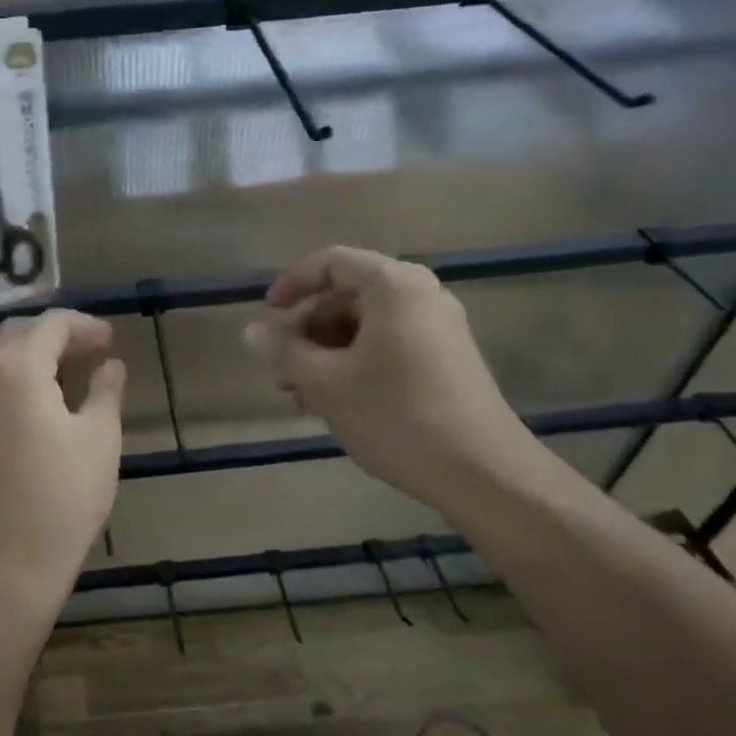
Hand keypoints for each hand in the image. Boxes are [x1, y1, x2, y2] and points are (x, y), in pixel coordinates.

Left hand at [0, 310, 125, 621]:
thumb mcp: (99, 439)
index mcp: (17, 370)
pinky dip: (18, 384)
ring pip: (0, 362)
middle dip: (58, 336)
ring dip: (36, 359)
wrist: (2, 566)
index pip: (50, 324)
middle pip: (19, 335)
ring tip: (72, 377)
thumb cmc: (61, 498)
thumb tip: (109, 365)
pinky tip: (42, 409)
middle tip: (94, 353)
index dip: (84, 325)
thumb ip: (105, 391)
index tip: (112, 340)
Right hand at [248, 246, 551, 505]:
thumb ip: (283, 351)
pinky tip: (335, 402)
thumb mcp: (326, 384)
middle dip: (306, 330)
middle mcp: (420, 294)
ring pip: (364, 325)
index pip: (330, 262)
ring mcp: (438, 326)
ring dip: (325, 352)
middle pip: (346, 294)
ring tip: (301, 395)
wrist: (484, 473)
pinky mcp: (447, 358)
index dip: (290, 285)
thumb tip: (251, 331)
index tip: (266, 318)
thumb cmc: (397, 416)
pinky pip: (387, 344)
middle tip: (281, 369)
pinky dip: (354, 363)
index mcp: (394, 285)